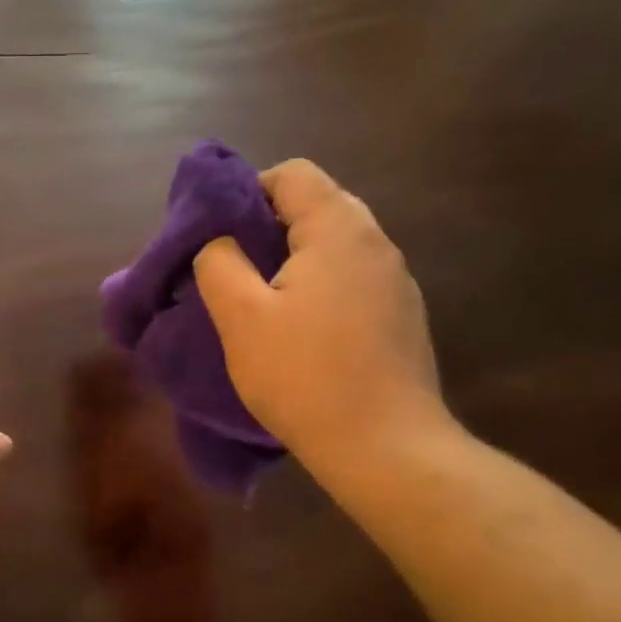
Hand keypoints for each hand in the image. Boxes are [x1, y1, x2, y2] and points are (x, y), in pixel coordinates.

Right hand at [193, 160, 452, 481]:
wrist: (386, 448)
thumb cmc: (305, 376)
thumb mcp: (241, 318)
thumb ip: (219, 264)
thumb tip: (218, 243)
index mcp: (339, 229)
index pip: (292, 174)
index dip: (247, 192)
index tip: (219, 236)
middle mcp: (376, 243)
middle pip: (316, 206)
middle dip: (267, 228)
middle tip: (233, 269)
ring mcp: (396, 281)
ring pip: (334, 247)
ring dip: (293, 261)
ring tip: (262, 304)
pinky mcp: (401, 317)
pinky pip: (352, 280)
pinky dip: (320, 289)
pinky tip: (302, 333)